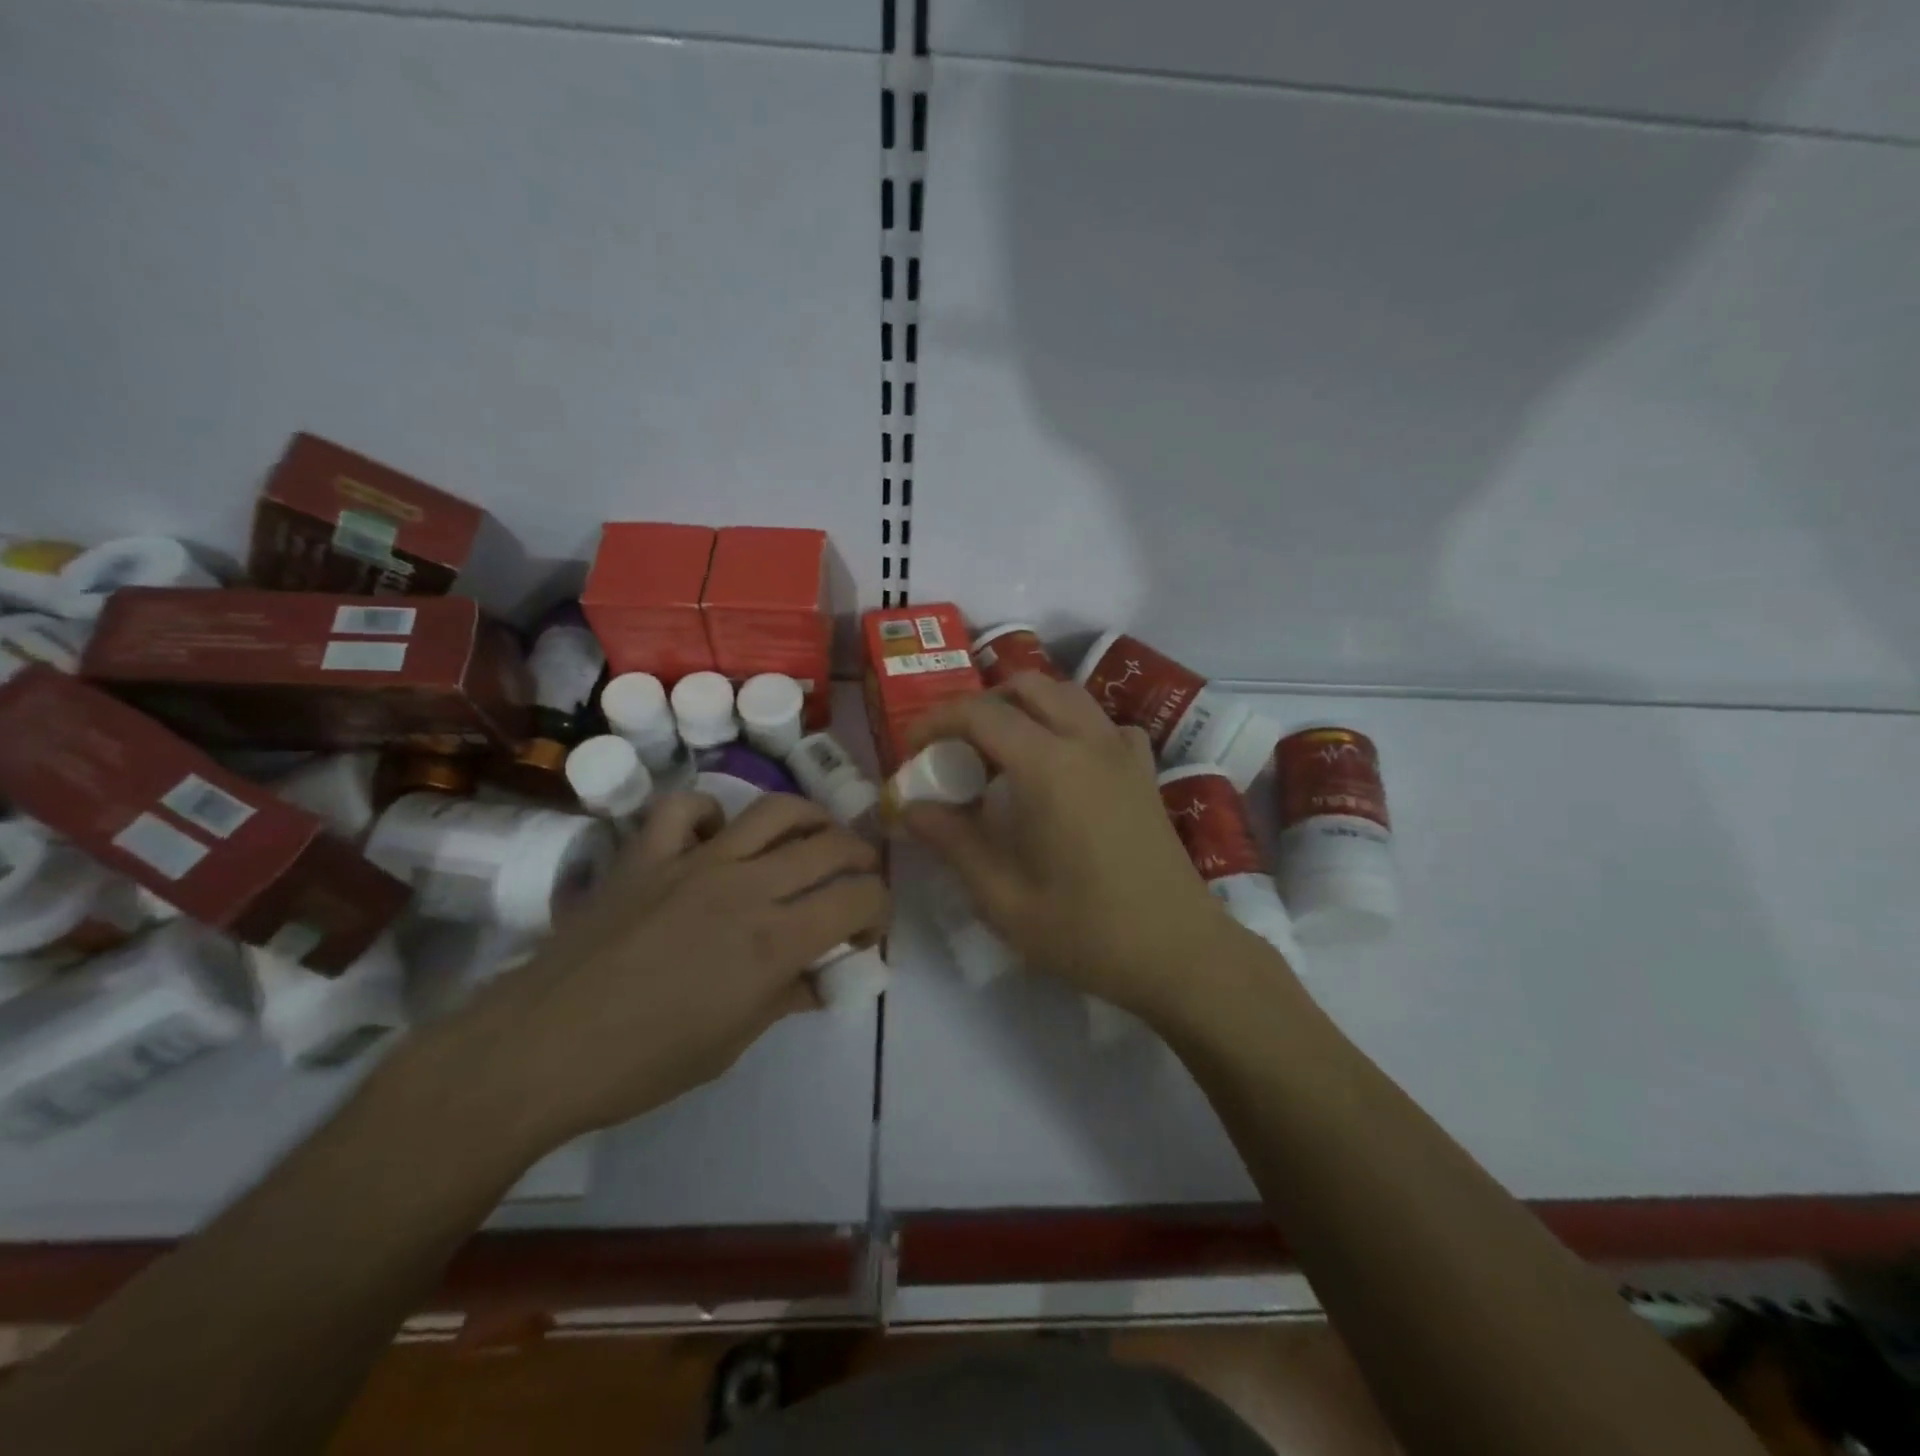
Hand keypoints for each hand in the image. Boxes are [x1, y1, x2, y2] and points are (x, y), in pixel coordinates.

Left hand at [437, 790, 887, 1149]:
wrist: (540, 1048)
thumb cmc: (645, 1062)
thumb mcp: (734, 1043)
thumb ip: (789, 996)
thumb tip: (824, 976)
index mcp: (774, 940)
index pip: (858, 898)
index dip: (879, 908)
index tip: (869, 930)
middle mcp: (746, 886)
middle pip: (831, 845)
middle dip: (861, 858)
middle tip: (858, 880)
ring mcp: (694, 861)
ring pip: (775, 810)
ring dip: (810, 818)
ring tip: (815, 836)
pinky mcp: (648, 853)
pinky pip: (687, 808)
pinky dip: (711, 813)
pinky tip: (717, 836)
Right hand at [901, 672, 1248, 1018]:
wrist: (1179, 954)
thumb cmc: (1086, 930)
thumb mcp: (1003, 897)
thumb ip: (953, 841)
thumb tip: (908, 808)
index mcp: (1049, 766)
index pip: (981, 713)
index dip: (937, 721)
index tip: (913, 748)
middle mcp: (1088, 742)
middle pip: (1027, 686)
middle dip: (982, 704)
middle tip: (957, 748)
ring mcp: (1123, 753)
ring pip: (1068, 695)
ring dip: (1026, 707)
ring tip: (1002, 753)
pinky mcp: (1144, 772)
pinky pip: (1103, 724)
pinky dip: (1071, 725)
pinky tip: (1063, 764)